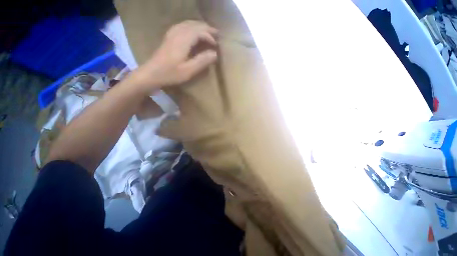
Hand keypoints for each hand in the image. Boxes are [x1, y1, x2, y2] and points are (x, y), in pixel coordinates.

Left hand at [134, 20, 217, 92]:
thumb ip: (202, 61)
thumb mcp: (189, 70)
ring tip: (208, 31)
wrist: (152, 73)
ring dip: (199, 26)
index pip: (199, 32)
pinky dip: (191, 26)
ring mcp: (171, 34)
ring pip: (188, 24)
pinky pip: (182, 26)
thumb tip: (215, 54)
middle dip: (207, 28)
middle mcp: (177, 33)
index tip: (216, 45)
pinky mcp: (169, 37)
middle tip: (216, 34)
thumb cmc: (171, 73)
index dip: (209, 37)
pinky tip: (192, 31)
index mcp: (183, 40)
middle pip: (194, 25)